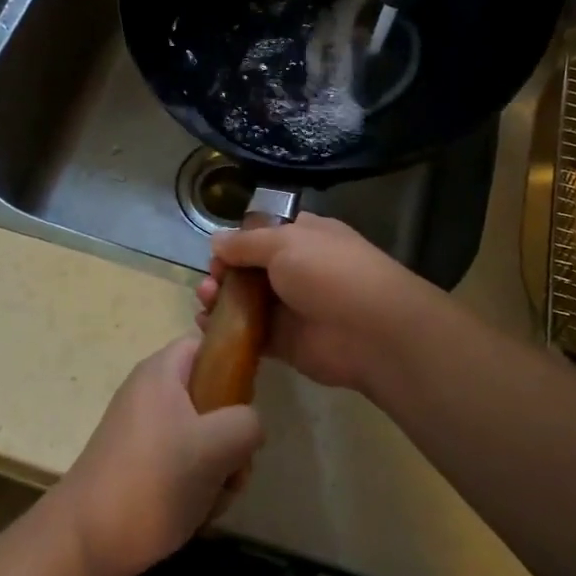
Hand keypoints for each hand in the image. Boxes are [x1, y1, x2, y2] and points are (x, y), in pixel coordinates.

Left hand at [52, 338, 264, 575]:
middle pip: (211, 396)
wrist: (85, 543)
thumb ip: (247, 423)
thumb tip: (249, 426)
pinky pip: (184, 462)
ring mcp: (144, 430)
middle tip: (232, 464)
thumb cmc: (153, 480)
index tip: (247, 402)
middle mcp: (150, 393)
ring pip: (203, 436)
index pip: (208, 345)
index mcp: (161, 371)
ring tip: (213, 496)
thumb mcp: (216, 445)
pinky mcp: (140, 464)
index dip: (235, 366)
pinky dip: (197, 485)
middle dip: (231, 434)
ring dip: (219, 467)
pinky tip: (196, 512)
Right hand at [196, 213, 449, 395]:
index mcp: (304, 237)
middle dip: (224, 273)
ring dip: (220, 300)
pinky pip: (250, 334)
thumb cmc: (328, 272)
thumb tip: (216, 242)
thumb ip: (246, 243)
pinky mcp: (285, 342)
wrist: (370, 332)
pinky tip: (206, 327)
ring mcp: (291, 307)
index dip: (237, 242)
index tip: (217, 254)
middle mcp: (297, 269)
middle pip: (250, 269)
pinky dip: (227, 330)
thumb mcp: (284, 242)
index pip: (264, 234)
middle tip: (210, 283)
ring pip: (246, 301)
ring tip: (205, 302)